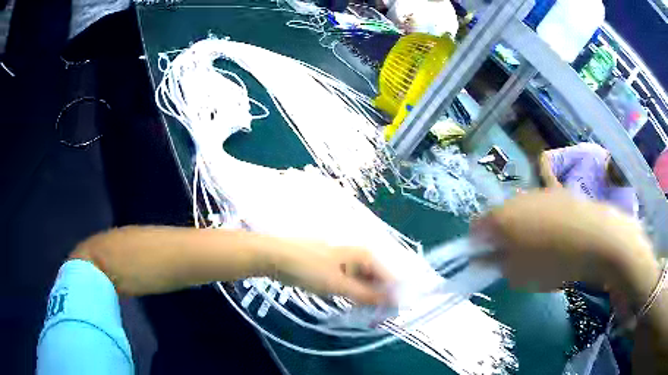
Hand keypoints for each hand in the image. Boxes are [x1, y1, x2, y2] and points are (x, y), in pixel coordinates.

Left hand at [266, 240, 393, 305]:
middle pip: (377, 279)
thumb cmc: (308, 268)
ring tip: (366, 315)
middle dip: (379, 298)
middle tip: (377, 318)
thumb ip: (366, 295)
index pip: (389, 277)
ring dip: (366, 298)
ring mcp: (344, 262)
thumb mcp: (338, 284)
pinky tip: (351, 306)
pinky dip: (352, 295)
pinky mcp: (332, 268)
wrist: (275, 257)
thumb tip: (393, 302)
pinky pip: (350, 283)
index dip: (393, 296)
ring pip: (363, 282)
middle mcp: (358, 256)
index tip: (392, 315)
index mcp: (364, 255)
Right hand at [471, 190, 655, 292]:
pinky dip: (541, 222)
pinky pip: (540, 208)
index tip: (487, 261)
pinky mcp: (557, 193)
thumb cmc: (553, 261)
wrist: (596, 237)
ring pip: (521, 212)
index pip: (476, 228)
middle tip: (513, 259)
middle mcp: (516, 199)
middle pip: (499, 218)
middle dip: (501, 238)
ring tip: (538, 249)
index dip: (477, 245)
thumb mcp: (519, 275)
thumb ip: (497, 266)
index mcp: (502, 218)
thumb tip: (486, 260)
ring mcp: (538, 193)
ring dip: (522, 230)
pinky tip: (556, 236)